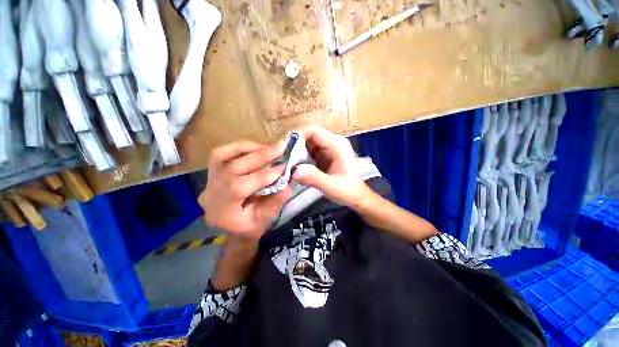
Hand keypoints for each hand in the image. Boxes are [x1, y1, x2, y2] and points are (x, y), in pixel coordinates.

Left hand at [199, 141, 292, 240]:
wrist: (233, 227)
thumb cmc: (250, 227)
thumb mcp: (266, 219)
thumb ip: (276, 200)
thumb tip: (288, 181)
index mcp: (221, 212)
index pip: (239, 187)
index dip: (263, 175)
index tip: (283, 168)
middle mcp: (209, 194)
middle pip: (231, 168)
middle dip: (259, 156)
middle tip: (281, 147)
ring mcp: (207, 181)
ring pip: (222, 156)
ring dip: (249, 148)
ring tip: (270, 147)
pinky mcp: (211, 171)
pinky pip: (222, 153)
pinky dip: (241, 147)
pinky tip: (257, 148)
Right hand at [292, 126, 371, 208]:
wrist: (357, 197)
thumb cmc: (348, 191)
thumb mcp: (331, 186)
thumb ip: (314, 178)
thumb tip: (293, 171)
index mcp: (337, 145)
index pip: (314, 131)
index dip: (298, 136)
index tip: (285, 149)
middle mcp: (333, 143)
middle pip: (309, 136)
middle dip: (296, 146)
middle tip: (285, 160)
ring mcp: (328, 149)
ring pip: (308, 144)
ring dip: (297, 153)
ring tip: (288, 165)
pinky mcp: (325, 156)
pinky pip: (310, 152)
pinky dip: (302, 158)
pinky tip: (297, 168)